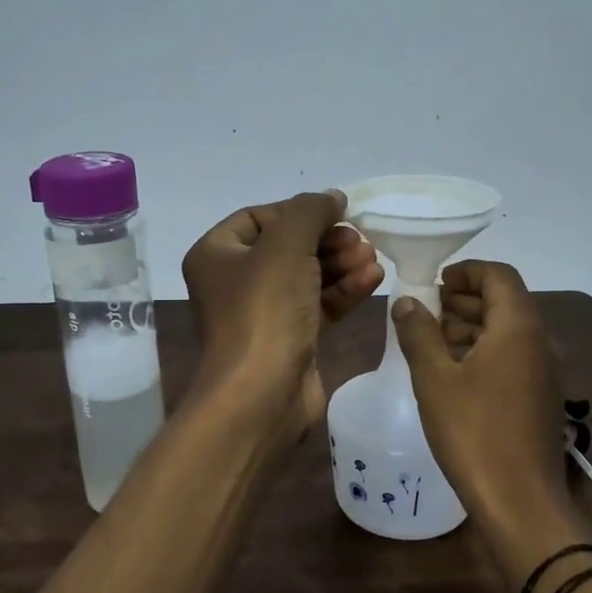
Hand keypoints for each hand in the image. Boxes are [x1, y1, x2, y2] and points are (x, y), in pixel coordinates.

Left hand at [182, 190, 383, 436]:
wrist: (262, 395)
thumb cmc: (264, 310)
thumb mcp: (286, 245)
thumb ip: (310, 211)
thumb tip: (332, 197)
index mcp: (217, 255)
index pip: (259, 217)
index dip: (298, 211)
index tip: (336, 213)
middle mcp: (235, 282)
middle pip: (288, 247)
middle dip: (327, 241)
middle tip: (360, 239)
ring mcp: (263, 313)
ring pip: (307, 277)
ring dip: (341, 264)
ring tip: (372, 258)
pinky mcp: (290, 339)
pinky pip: (318, 305)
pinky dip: (344, 291)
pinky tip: (373, 280)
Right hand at [392, 261, 566, 514]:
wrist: (521, 501)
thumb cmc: (474, 432)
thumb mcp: (435, 379)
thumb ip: (419, 333)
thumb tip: (407, 301)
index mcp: (518, 327)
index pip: (498, 275)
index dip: (466, 271)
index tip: (434, 283)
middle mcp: (540, 341)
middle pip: (504, 301)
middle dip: (464, 299)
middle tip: (426, 311)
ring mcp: (545, 372)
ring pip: (508, 331)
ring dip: (472, 326)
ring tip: (433, 340)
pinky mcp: (541, 397)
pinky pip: (513, 357)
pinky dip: (485, 351)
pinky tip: (454, 373)